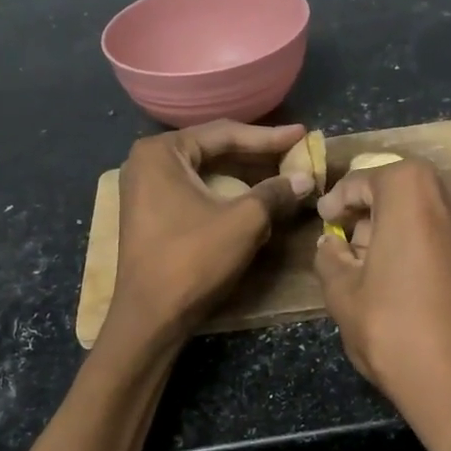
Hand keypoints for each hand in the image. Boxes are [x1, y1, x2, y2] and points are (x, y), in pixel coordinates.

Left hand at [106, 120, 314, 347]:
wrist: (151, 316)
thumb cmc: (193, 260)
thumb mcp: (243, 222)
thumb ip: (275, 193)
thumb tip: (305, 178)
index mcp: (162, 152)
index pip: (224, 133)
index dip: (269, 137)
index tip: (302, 135)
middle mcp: (148, 162)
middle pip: (213, 150)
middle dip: (257, 155)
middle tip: (295, 154)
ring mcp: (146, 189)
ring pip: (206, 173)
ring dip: (244, 176)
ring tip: (282, 175)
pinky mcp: (151, 213)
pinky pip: (196, 191)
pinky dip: (226, 194)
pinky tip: (254, 199)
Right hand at [314, 159, 450, 450]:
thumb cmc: (395, 330)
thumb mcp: (343, 294)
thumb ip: (330, 257)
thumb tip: (331, 243)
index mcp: (410, 189)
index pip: (360, 182)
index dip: (336, 201)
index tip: (323, 221)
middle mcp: (450, 192)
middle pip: (397, 189)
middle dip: (369, 211)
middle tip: (347, 244)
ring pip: (424, 209)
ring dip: (397, 226)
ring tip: (376, 265)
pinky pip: (445, 232)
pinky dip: (423, 242)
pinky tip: (409, 279)